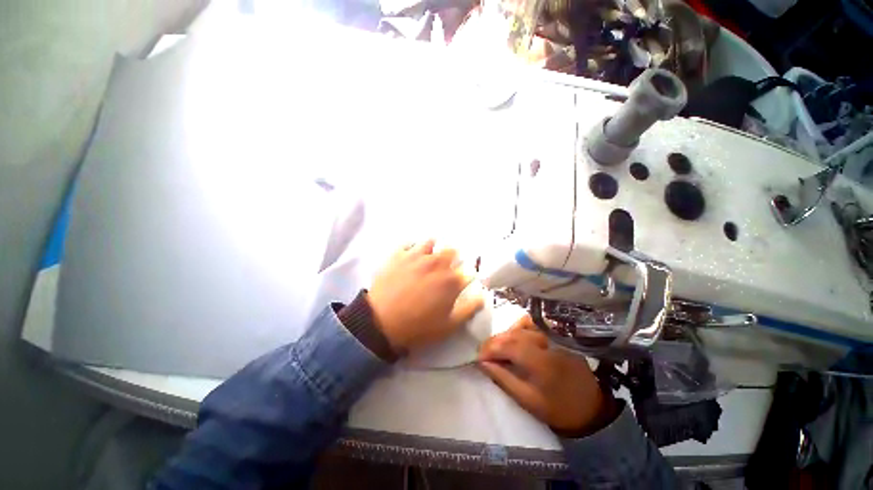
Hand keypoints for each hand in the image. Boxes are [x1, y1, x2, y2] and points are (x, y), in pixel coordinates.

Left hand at [367, 240, 483, 352]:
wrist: (381, 323)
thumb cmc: (418, 326)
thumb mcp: (449, 325)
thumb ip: (469, 308)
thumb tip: (483, 295)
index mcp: (451, 279)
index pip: (468, 269)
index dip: (467, 274)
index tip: (464, 279)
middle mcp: (437, 262)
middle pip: (452, 251)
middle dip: (454, 257)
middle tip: (447, 266)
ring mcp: (417, 256)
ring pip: (431, 242)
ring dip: (434, 248)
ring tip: (430, 256)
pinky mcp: (399, 255)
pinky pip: (409, 242)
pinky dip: (413, 246)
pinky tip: (411, 253)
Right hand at [478, 316, 614, 435]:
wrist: (590, 406)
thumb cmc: (558, 408)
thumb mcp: (527, 401)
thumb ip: (503, 379)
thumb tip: (482, 363)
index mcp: (541, 362)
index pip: (508, 346)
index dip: (489, 350)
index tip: (478, 358)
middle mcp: (546, 342)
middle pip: (512, 334)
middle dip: (493, 343)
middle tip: (484, 354)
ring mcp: (552, 335)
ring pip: (520, 326)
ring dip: (504, 335)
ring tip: (498, 348)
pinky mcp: (555, 333)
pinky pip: (532, 323)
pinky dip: (518, 327)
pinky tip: (514, 338)